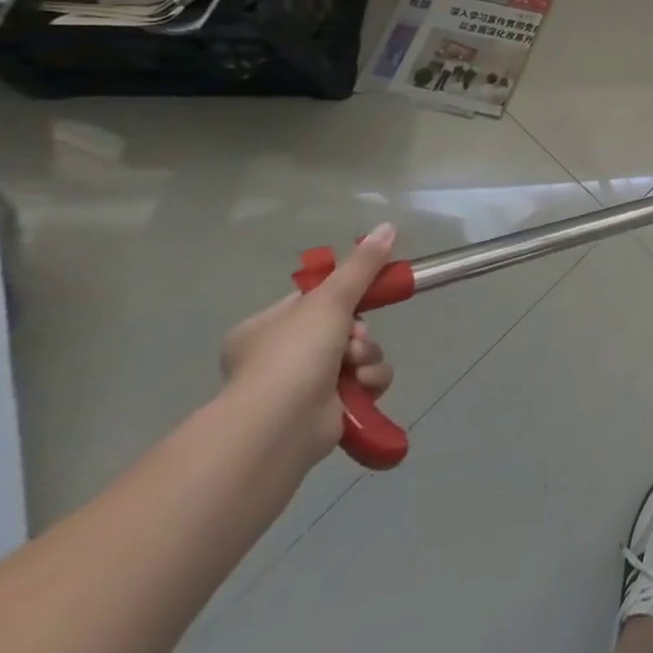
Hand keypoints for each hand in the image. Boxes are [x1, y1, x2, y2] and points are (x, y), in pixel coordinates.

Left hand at [219, 224, 398, 465]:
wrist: (279, 426)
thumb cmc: (293, 354)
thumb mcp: (330, 298)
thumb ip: (362, 265)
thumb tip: (388, 225)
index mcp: (264, 328)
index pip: (313, 300)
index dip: (343, 297)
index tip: (364, 295)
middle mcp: (279, 357)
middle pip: (343, 327)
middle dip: (359, 332)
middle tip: (354, 338)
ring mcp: (301, 387)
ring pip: (359, 354)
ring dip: (367, 356)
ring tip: (356, 366)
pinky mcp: (327, 411)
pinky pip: (364, 382)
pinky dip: (369, 381)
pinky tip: (361, 386)